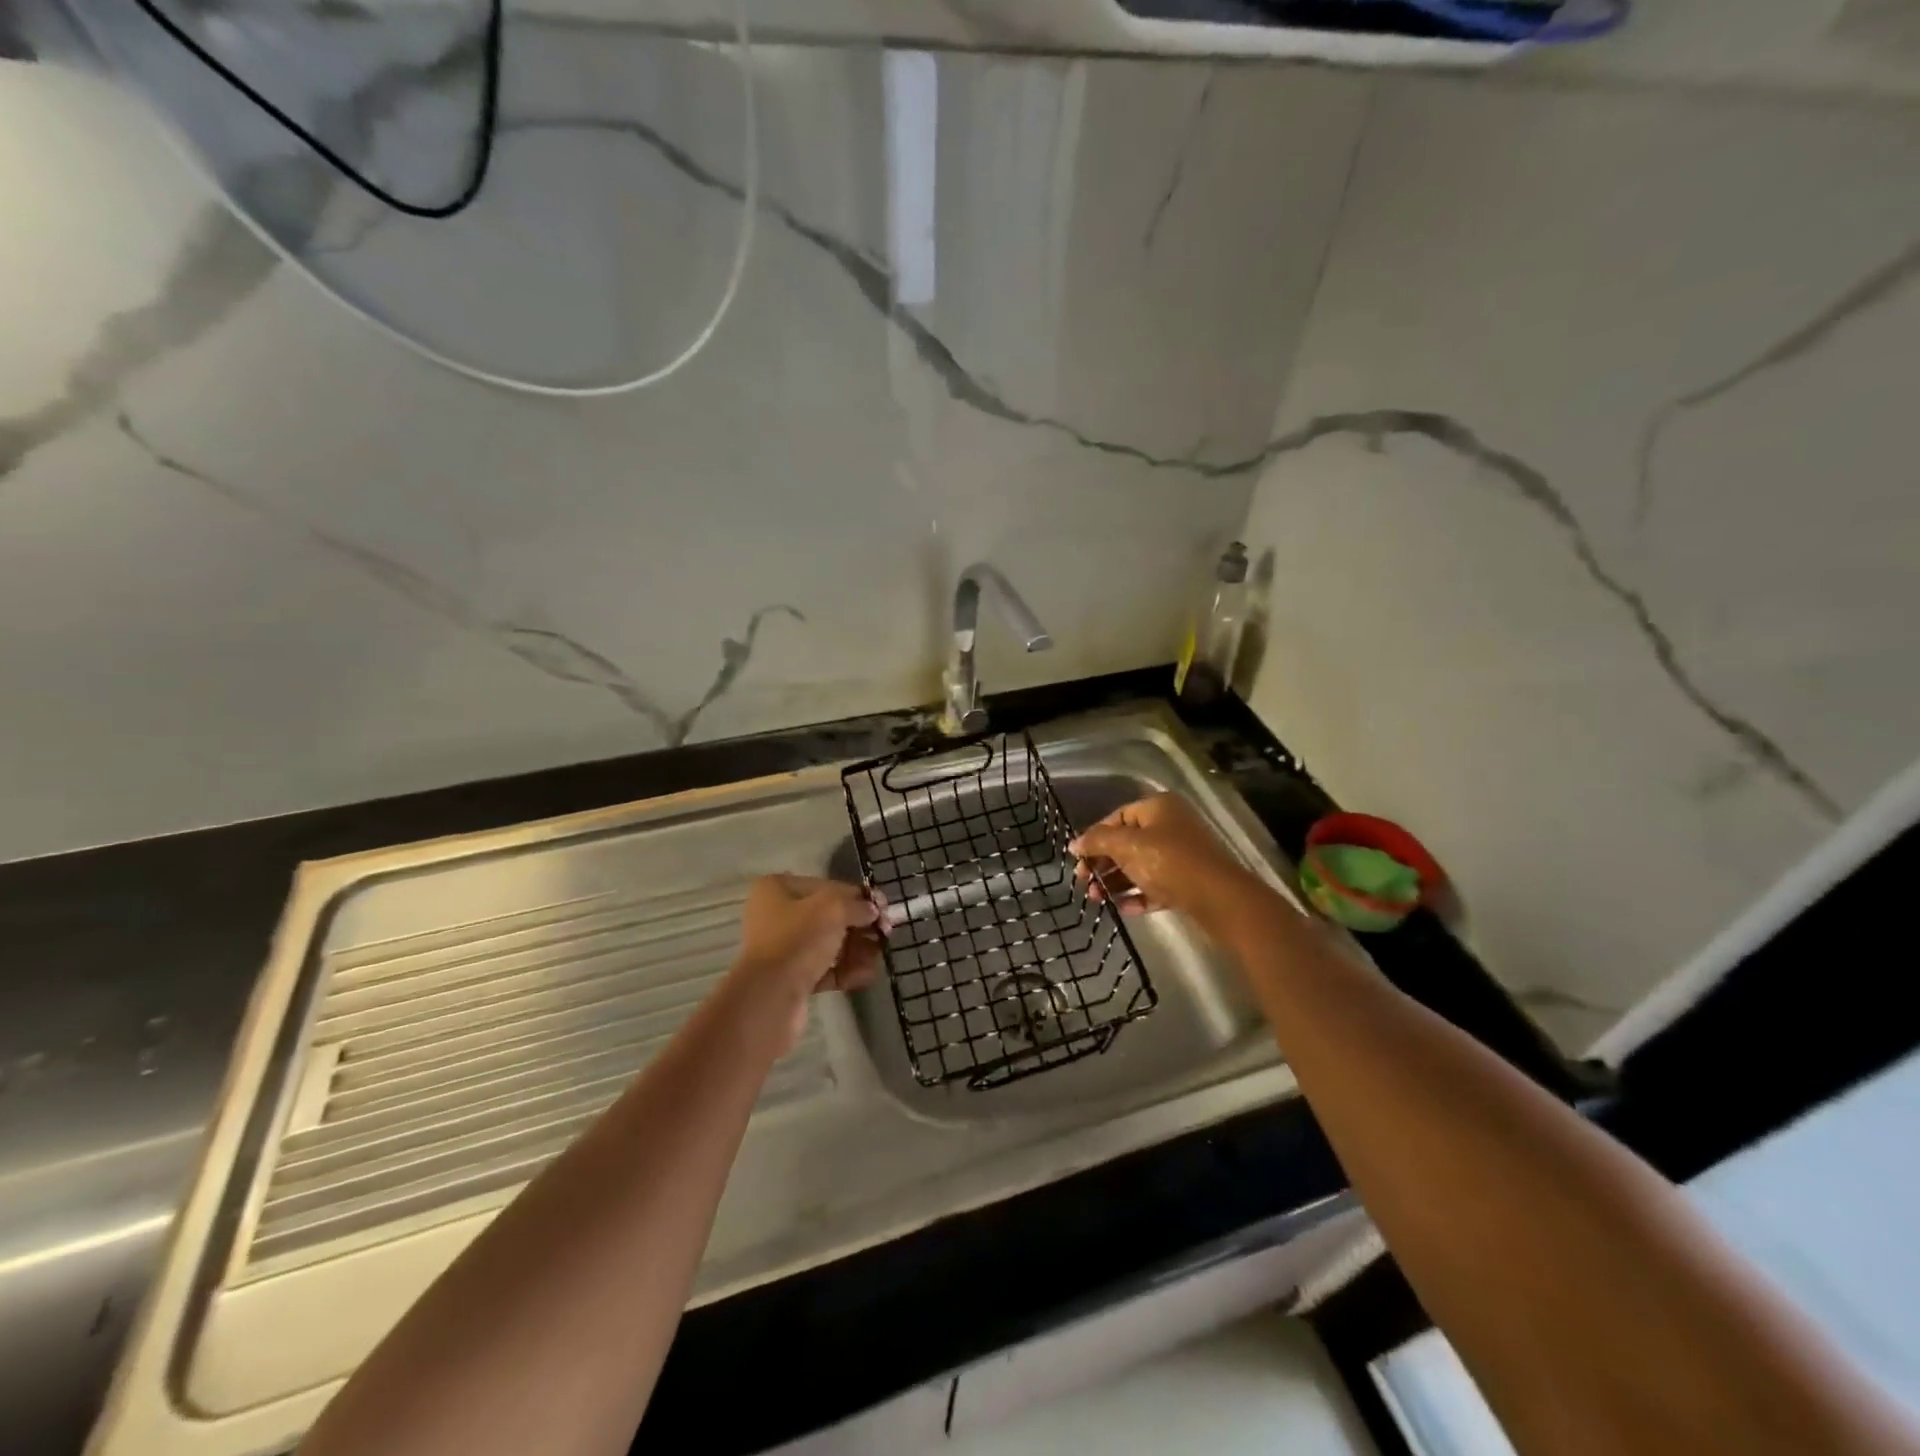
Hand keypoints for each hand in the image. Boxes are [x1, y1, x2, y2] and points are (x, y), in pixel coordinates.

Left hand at [733, 875, 882, 1048]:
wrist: (770, 997)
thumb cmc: (799, 939)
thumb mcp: (834, 909)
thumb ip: (858, 905)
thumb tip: (872, 910)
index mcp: (779, 889)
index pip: (829, 887)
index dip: (860, 897)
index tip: (885, 910)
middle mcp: (777, 916)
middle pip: (830, 917)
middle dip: (860, 927)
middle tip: (885, 935)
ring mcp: (783, 949)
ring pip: (830, 945)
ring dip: (857, 950)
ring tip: (877, 958)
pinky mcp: (790, 979)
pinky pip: (824, 969)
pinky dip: (846, 971)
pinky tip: (866, 975)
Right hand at [1070, 793, 1259, 928]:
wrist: (1218, 897)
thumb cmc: (1168, 861)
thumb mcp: (1126, 846)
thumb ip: (1097, 841)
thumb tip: (1074, 844)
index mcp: (1158, 808)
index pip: (1117, 817)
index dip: (1094, 837)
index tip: (1077, 859)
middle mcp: (1170, 826)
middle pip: (1127, 843)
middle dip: (1103, 864)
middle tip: (1084, 883)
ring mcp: (1181, 855)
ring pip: (1139, 866)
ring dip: (1115, 882)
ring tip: (1097, 900)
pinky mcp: (1187, 882)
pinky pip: (1155, 886)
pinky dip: (1137, 895)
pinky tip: (1121, 909)